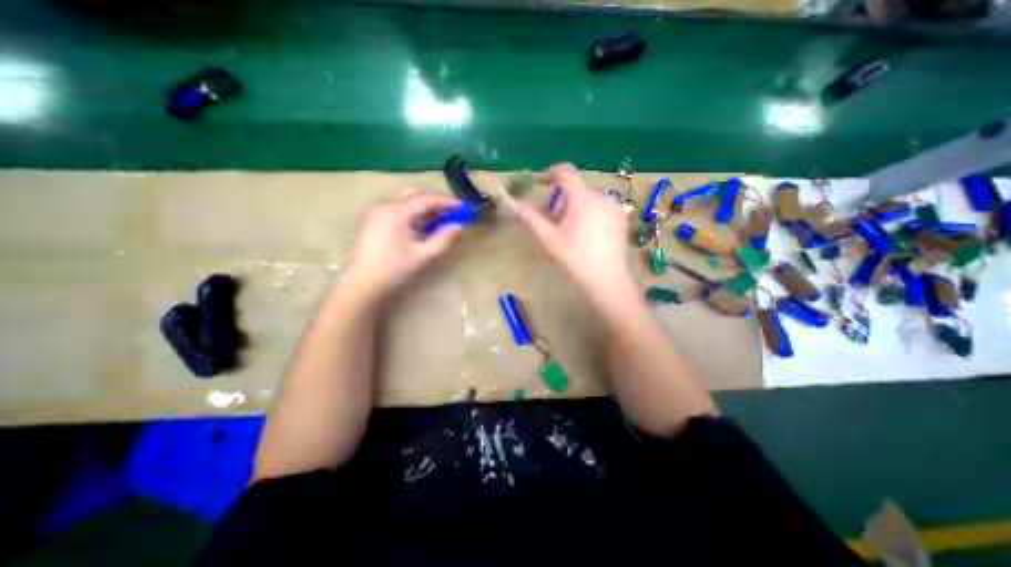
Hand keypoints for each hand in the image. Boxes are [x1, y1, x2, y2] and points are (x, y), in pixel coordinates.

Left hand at [343, 190, 460, 296]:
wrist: (361, 284)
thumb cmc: (393, 269)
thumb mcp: (422, 255)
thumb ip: (443, 239)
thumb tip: (459, 226)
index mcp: (396, 212)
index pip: (426, 199)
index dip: (447, 202)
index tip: (463, 208)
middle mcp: (385, 206)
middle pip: (415, 195)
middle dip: (435, 202)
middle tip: (451, 214)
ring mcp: (377, 213)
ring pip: (406, 202)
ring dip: (425, 208)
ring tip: (440, 222)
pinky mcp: (374, 221)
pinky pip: (398, 210)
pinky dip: (413, 214)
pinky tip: (422, 227)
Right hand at [514, 163, 629, 302]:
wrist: (606, 279)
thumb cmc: (575, 258)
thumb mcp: (549, 238)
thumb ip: (532, 218)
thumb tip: (516, 203)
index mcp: (583, 199)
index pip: (566, 174)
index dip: (551, 174)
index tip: (540, 182)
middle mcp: (602, 196)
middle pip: (576, 190)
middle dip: (562, 201)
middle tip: (554, 222)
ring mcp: (614, 206)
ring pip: (588, 199)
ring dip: (576, 208)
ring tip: (571, 231)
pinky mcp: (621, 217)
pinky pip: (601, 207)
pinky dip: (590, 213)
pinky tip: (588, 234)